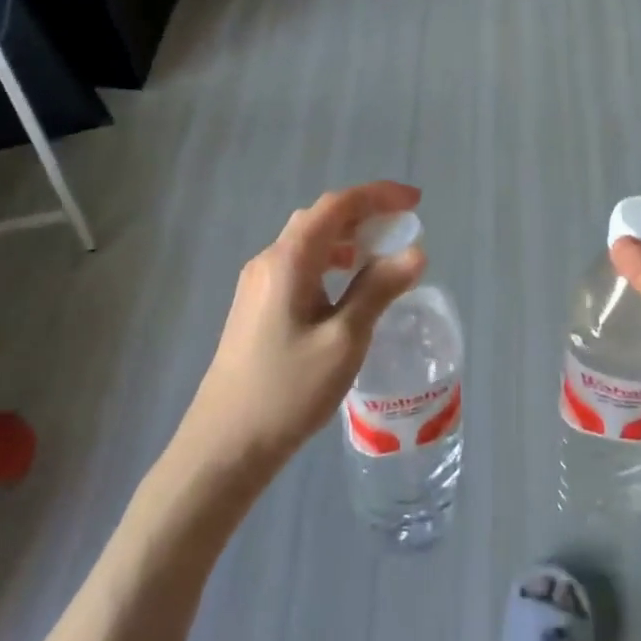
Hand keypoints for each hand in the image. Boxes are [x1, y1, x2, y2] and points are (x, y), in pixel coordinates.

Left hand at [181, 182, 427, 473]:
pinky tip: (345, 288)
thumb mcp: (344, 340)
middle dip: (363, 214)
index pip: (337, 206)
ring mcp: (257, 284)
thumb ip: (378, 290)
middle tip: (401, 227)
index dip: (378, 195)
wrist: (224, 445)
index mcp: (288, 260)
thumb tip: (415, 252)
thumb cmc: (288, 391)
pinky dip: (329, 261)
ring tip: (379, 254)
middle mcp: (269, 261)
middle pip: (320, 218)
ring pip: (307, 242)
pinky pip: (298, 265)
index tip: (415, 201)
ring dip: (346, 238)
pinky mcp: (255, 307)